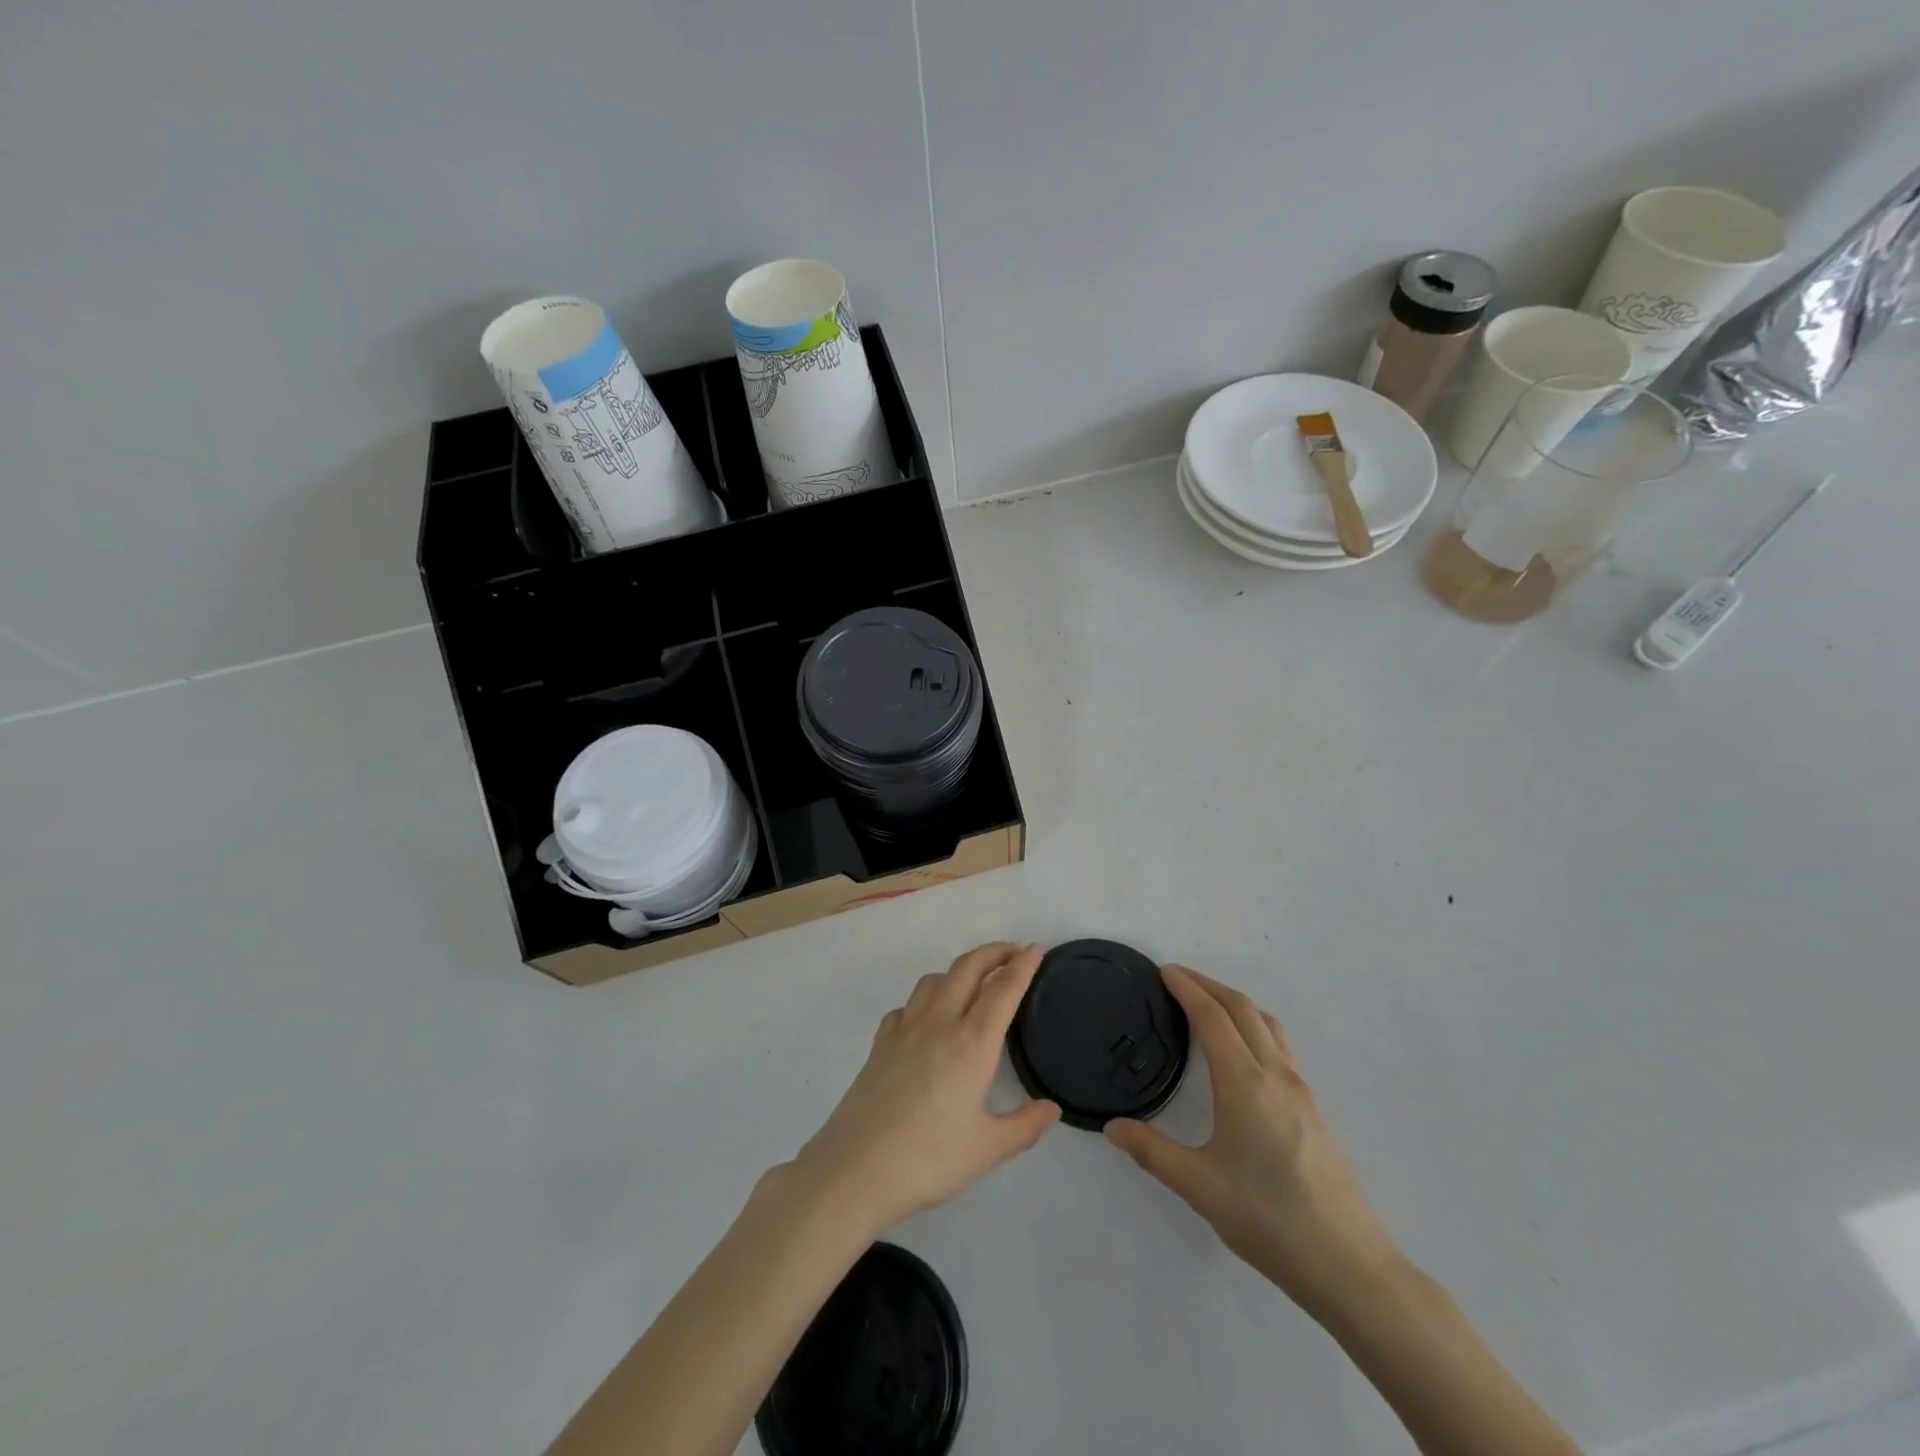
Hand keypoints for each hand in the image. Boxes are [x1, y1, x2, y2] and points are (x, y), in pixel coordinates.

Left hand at [775, 943, 1060, 1238]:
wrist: (855, 1169)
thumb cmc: (928, 1159)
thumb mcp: (987, 1150)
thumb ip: (1024, 1126)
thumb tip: (1051, 1108)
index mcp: (972, 1043)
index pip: (1003, 989)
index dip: (1022, 965)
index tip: (1036, 950)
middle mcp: (939, 1023)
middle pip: (967, 968)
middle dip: (993, 952)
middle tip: (1013, 953)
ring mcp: (904, 1030)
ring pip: (934, 980)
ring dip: (959, 971)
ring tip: (973, 983)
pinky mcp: (880, 1044)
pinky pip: (907, 1007)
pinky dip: (924, 1001)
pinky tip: (927, 1021)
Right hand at [1105, 965, 1401, 1319]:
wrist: (1349, 1265)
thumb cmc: (1270, 1220)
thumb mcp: (1199, 1187)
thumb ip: (1152, 1152)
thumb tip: (1112, 1127)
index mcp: (1245, 1083)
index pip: (1212, 1018)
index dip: (1187, 989)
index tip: (1164, 971)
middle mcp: (1276, 1075)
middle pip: (1242, 1009)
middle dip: (1209, 985)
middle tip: (1178, 977)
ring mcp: (1300, 1089)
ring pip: (1267, 1023)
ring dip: (1234, 1001)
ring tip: (1207, 1002)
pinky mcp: (1313, 1107)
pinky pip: (1279, 1044)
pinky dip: (1254, 1024)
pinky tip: (1243, 1049)